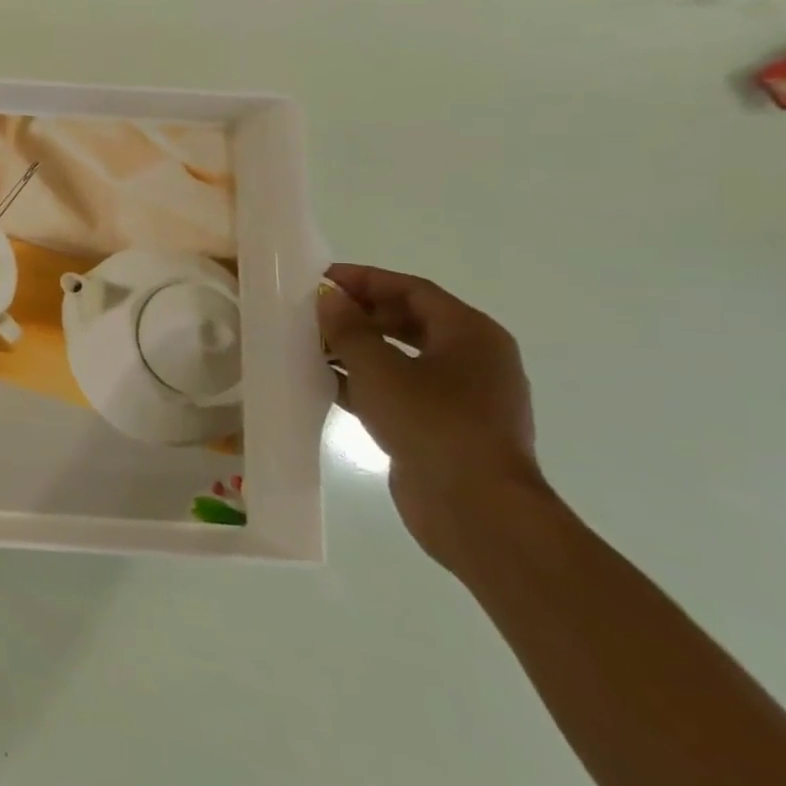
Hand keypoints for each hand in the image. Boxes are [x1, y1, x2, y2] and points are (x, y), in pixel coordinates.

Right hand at [318, 264, 548, 569]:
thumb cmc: (432, 422)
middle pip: (409, 321)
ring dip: (357, 348)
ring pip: (401, 357)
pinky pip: (398, 390)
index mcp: (471, 334)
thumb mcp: (379, 368)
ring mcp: (460, 396)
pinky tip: (324, 382)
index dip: (366, 279)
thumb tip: (329, 298)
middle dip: (360, 313)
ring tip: (310, 344)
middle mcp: (472, 359)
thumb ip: (349, 329)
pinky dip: (363, 381)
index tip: (320, 278)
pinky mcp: (442, 426)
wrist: (475, 507)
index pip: (413, 290)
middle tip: (312, 312)